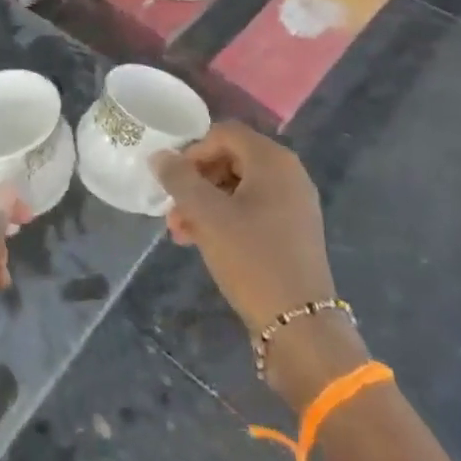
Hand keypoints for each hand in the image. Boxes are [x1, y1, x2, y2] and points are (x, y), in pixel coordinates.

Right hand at [152, 122, 366, 408]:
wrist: (301, 327)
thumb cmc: (252, 259)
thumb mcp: (208, 215)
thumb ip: (180, 179)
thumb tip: (160, 156)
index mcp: (273, 160)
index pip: (224, 133)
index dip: (193, 151)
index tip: (173, 181)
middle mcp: (288, 174)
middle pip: (231, 159)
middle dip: (195, 181)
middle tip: (172, 210)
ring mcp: (293, 204)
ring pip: (238, 188)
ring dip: (205, 203)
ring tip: (179, 232)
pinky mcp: (292, 232)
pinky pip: (251, 210)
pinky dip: (224, 219)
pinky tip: (202, 242)